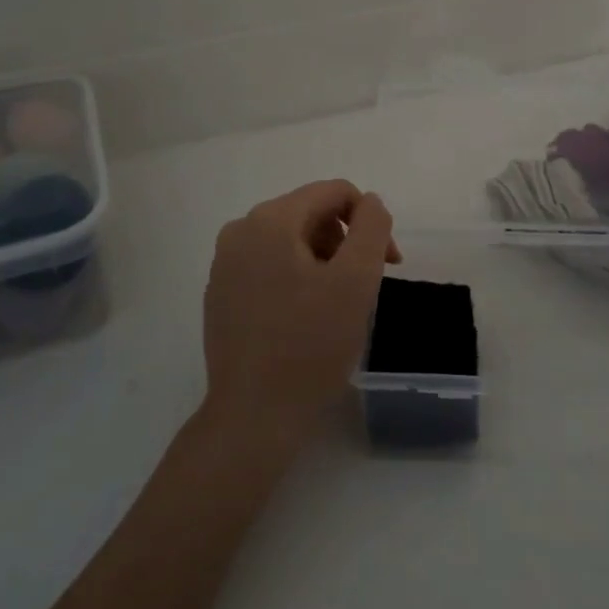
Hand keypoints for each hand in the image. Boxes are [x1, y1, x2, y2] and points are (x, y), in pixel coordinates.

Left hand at [200, 180, 399, 446]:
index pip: (335, 192)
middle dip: (345, 242)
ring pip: (291, 240)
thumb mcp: (357, 280)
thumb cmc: (312, 345)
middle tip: (363, 288)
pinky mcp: (220, 293)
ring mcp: (224, 263)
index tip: (389, 264)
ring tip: (335, 305)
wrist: (254, 415)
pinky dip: (296, 277)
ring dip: (323, 260)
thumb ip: (372, 227)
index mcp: (271, 220)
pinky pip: (269, 265)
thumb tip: (370, 203)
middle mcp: (240, 230)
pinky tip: (305, 317)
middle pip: (311, 213)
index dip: (370, 221)